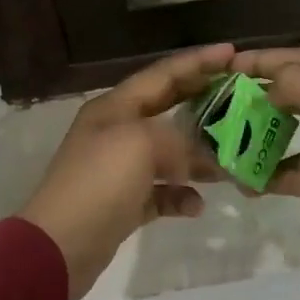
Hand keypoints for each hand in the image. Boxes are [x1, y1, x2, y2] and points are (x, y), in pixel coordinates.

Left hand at [20, 44, 233, 299]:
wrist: (59, 246)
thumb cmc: (99, 183)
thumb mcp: (141, 145)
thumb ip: (178, 139)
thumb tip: (200, 155)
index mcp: (114, 107)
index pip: (162, 74)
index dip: (197, 62)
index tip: (232, 53)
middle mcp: (116, 131)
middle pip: (166, 108)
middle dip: (202, 102)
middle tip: (240, 98)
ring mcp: (118, 168)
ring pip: (167, 153)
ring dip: (198, 156)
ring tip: (230, 160)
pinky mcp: (123, 203)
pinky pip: (160, 192)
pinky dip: (180, 195)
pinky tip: (197, 205)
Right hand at [230, 48, 299, 259]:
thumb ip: (292, 81)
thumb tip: (269, 88)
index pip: (295, 58)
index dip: (258, 61)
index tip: (220, 68)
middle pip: (295, 95)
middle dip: (257, 100)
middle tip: (219, 109)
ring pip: (297, 137)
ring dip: (265, 142)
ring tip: (227, 149)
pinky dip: (281, 176)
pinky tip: (250, 183)